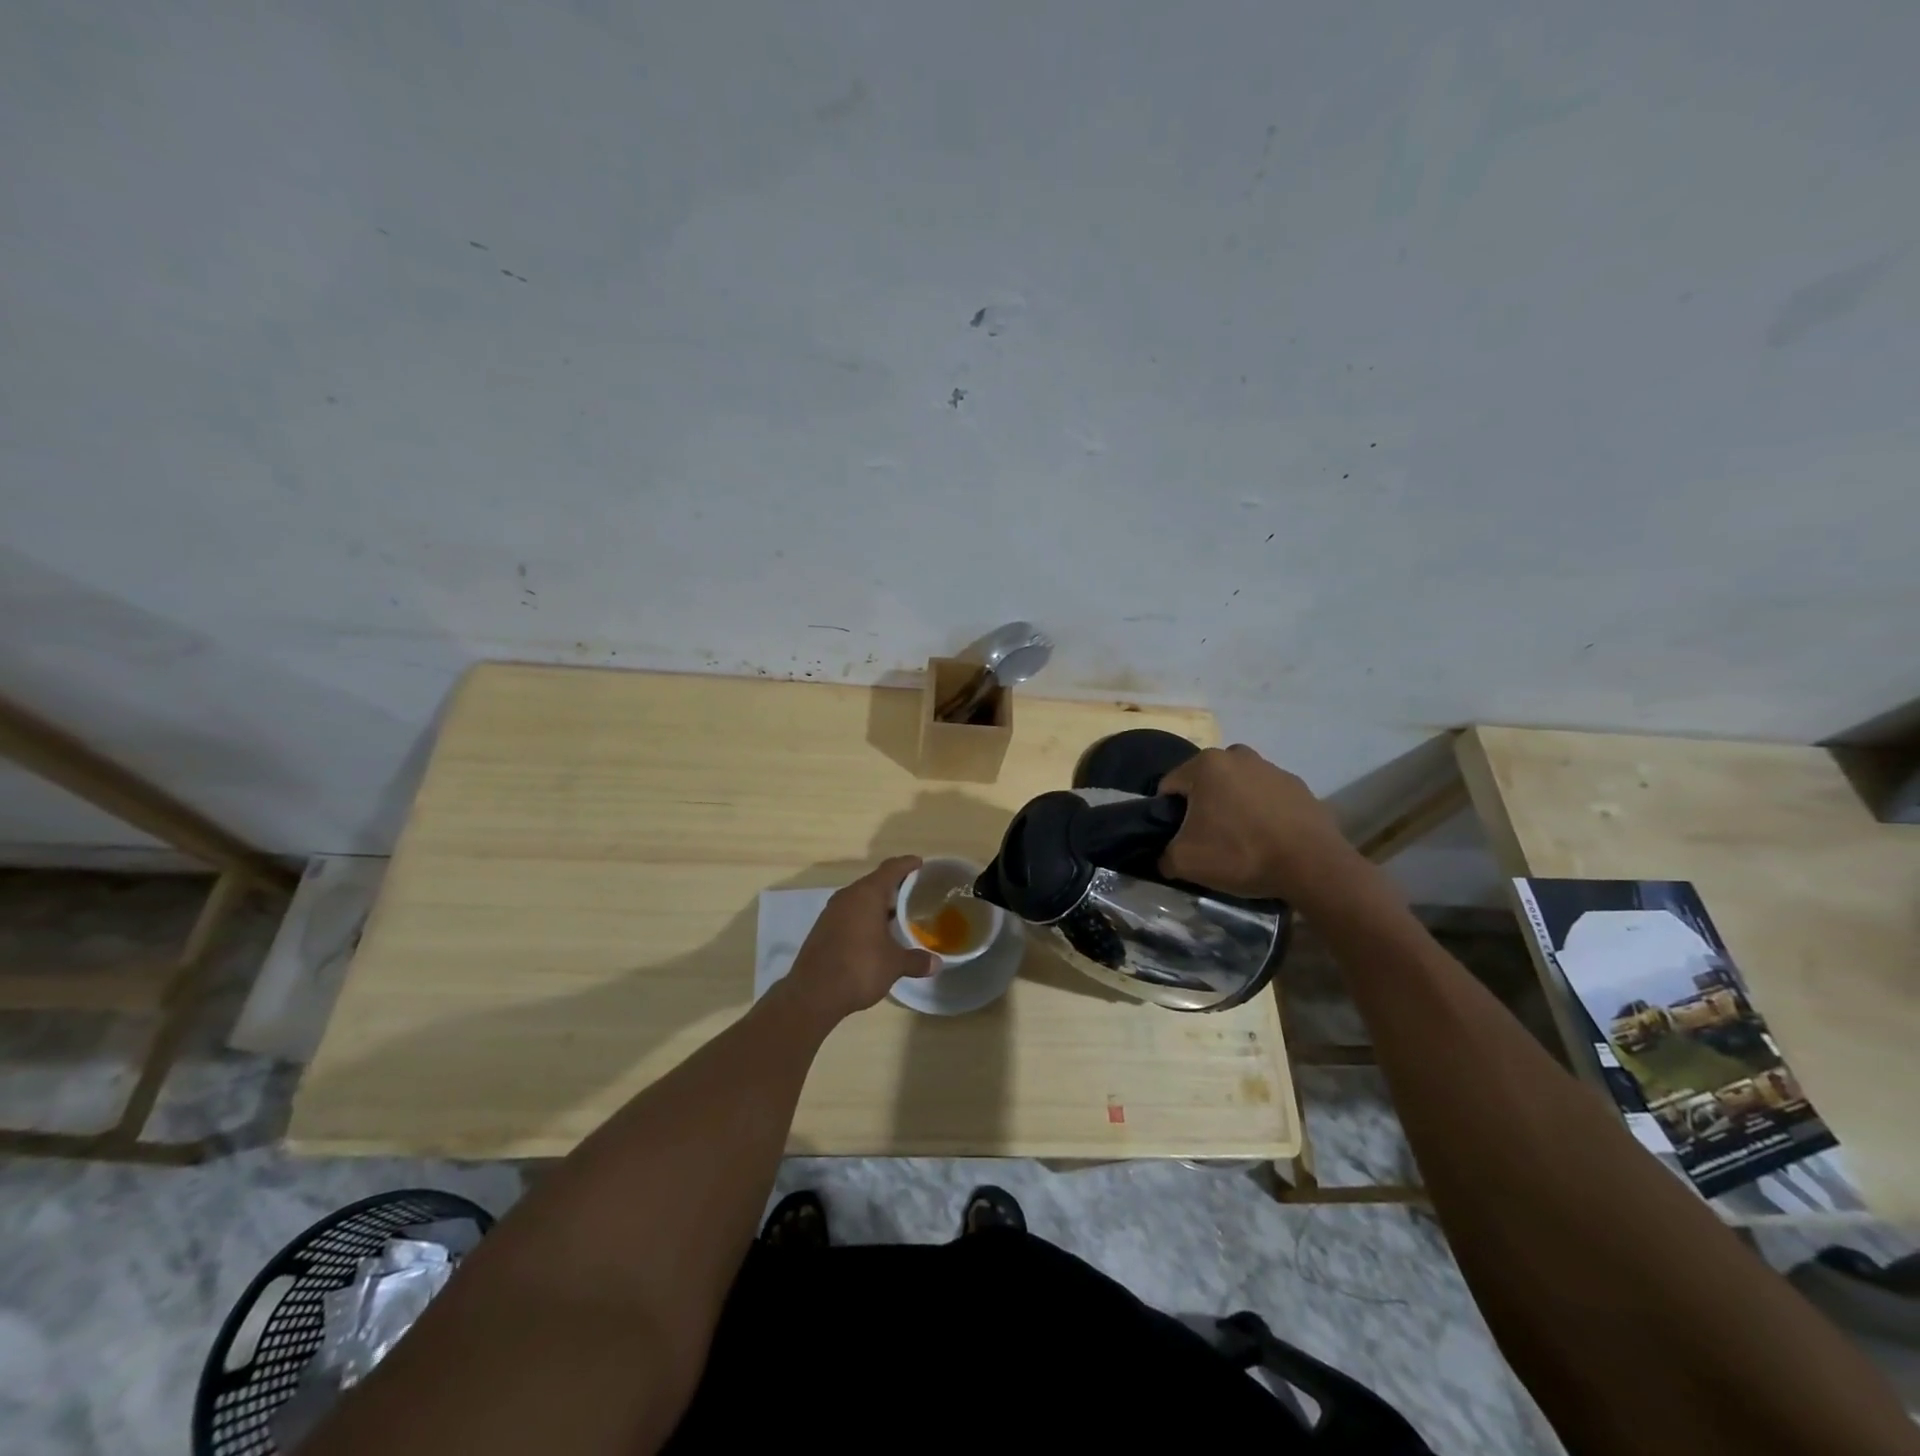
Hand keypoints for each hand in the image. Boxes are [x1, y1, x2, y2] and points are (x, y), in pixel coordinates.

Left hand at [781, 856, 936, 1023]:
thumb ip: (916, 960)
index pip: (891, 868)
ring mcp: (832, 912)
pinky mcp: (822, 928)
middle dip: (894, 886)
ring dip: (877, 903)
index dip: (907, 864)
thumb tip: (937, 963)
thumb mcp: (894, 964)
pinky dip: (863, 917)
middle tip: (914, 893)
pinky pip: (849, 913)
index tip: (920, 863)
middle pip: (874, 882)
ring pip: (860, 898)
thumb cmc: (860, 968)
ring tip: (897, 914)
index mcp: (867, 894)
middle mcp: (848, 896)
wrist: (813, 994)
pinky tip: (874, 933)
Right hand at [1157, 745, 1361, 904]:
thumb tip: (1166, 856)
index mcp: (1205, 764)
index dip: (1168, 814)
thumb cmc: (1241, 853)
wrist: (1312, 865)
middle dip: (1201, 806)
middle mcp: (1237, 755)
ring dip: (1232, 807)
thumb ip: (1164, 855)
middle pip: (1204, 782)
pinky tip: (1267, 839)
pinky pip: (1266, 797)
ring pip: (1236, 787)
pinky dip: (1261, 812)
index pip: (1169, 786)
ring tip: (1240, 841)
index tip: (1178, 838)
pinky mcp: (1298, 785)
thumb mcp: (1185, 862)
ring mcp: (1271, 768)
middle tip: (1207, 839)